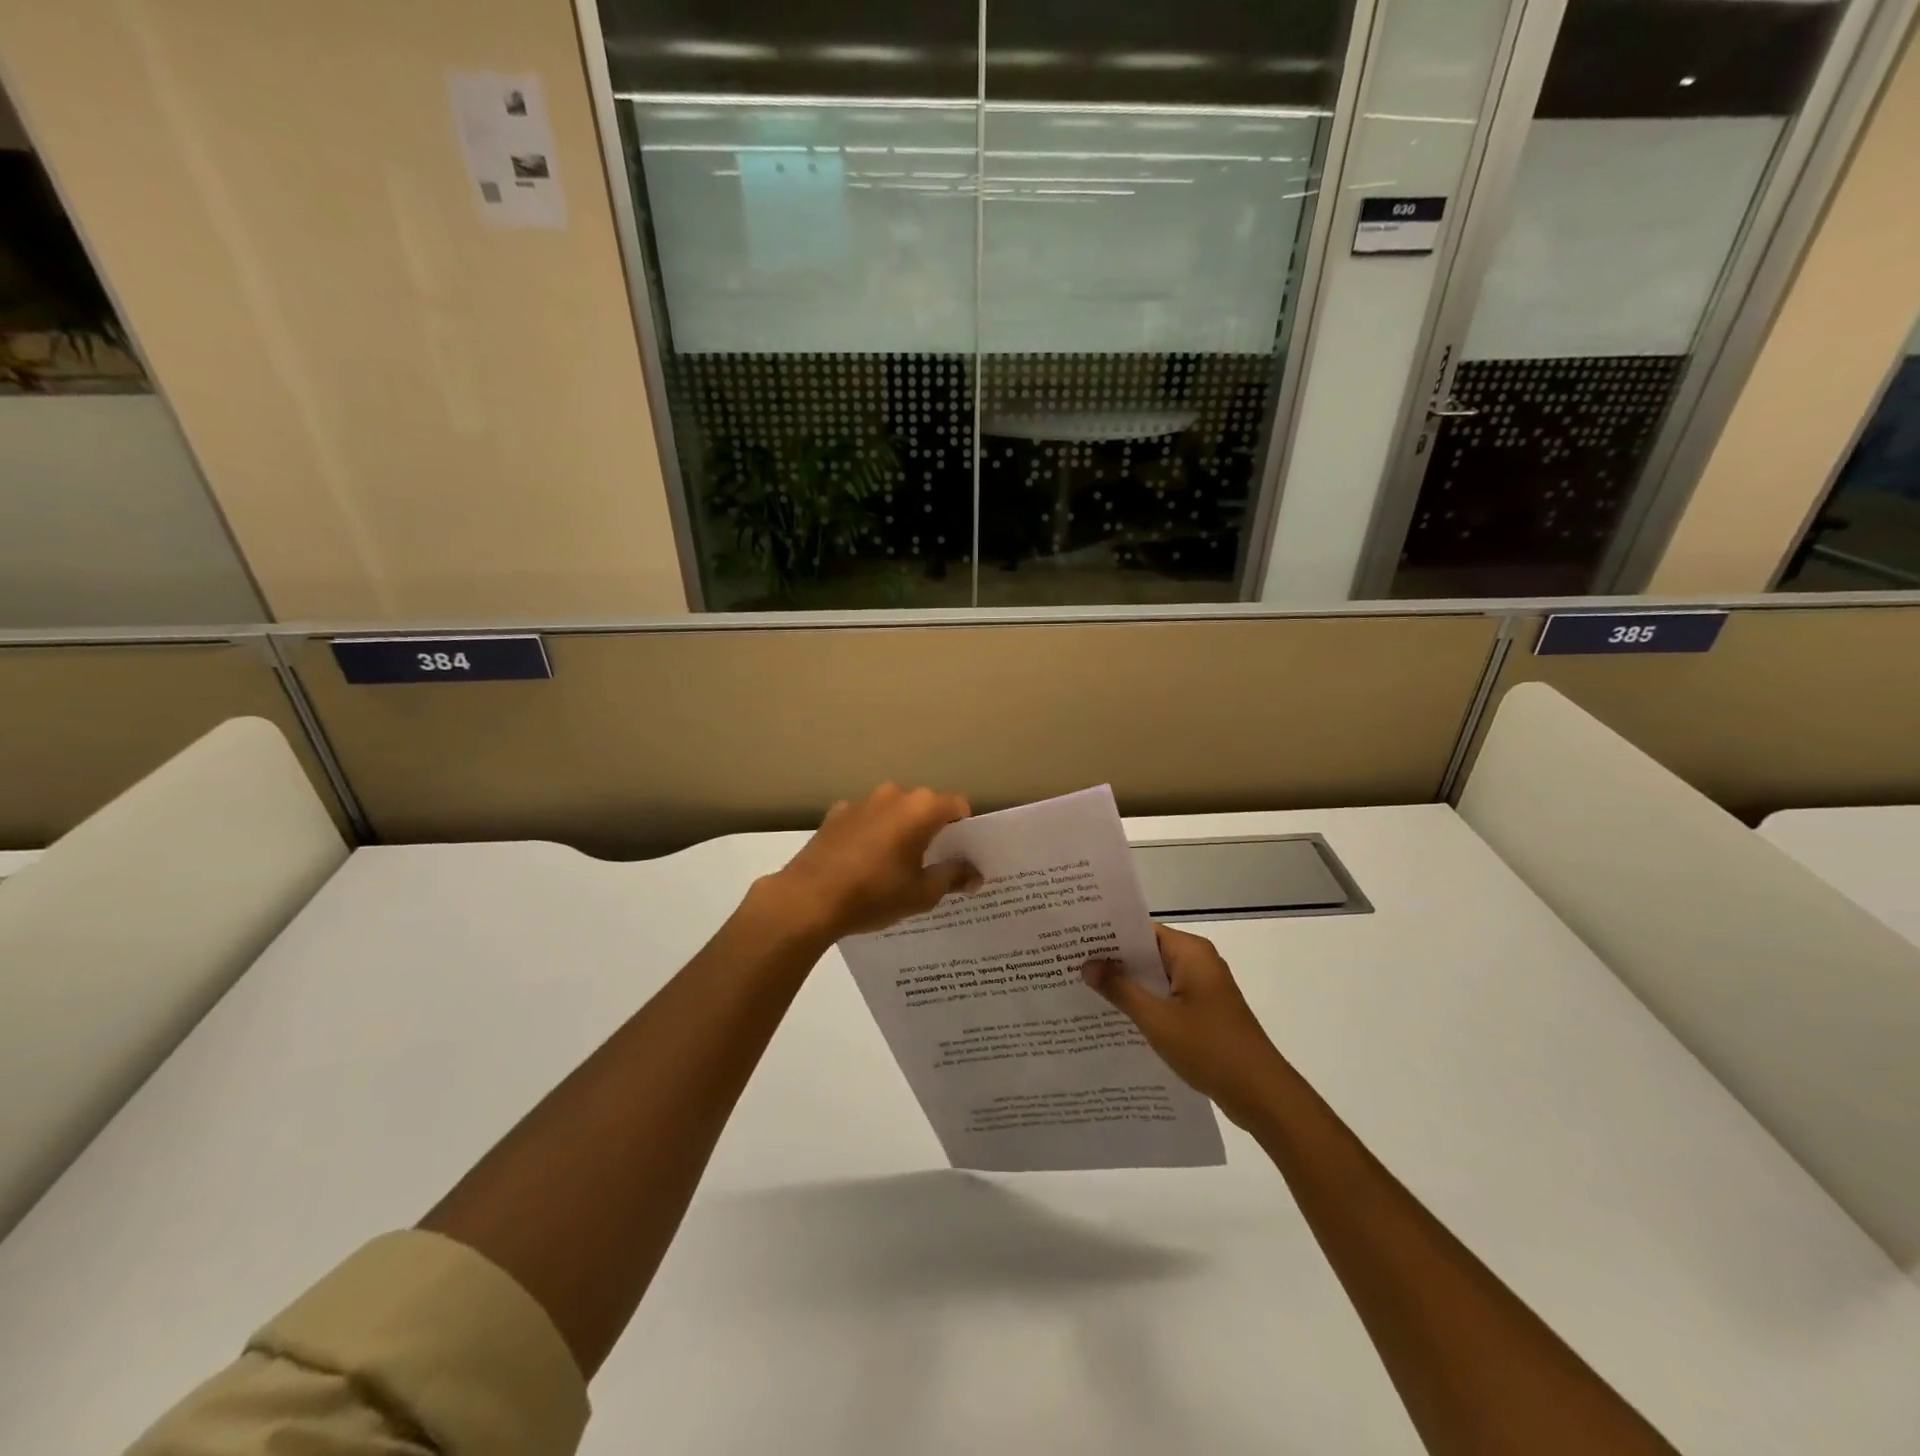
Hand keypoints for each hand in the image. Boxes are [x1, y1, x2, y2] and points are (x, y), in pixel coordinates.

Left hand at [766, 784, 980, 940]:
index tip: (960, 855)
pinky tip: (863, 862)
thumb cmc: (874, 894)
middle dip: (932, 829)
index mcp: (921, 808)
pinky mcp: (836, 813)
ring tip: (894, 865)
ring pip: (894, 810)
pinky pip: (866, 818)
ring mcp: (862, 801)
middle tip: (931, 864)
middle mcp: (893, 794)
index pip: (958, 806)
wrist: (808, 899)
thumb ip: (953, 877)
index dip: (964, 830)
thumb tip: (975, 874)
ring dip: (900, 829)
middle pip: (925, 806)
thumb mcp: (922, 893)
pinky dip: (872, 833)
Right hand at [1083, 923, 1286, 1128]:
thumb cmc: (1210, 1048)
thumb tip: (1087, 964)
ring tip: (1083, 988)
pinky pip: (1166, 997)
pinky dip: (1144, 1002)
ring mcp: (1202, 988)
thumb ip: (1121, 989)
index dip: (1108, 934)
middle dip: (1112, 960)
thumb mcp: (1157, 1019)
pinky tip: (1114, 1016)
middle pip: (1147, 952)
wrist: (1262, 1095)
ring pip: (1155, 977)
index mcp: (1190, 952)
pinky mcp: (1204, 1012)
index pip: (1141, 930)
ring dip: (1127, 984)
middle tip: (1069, 963)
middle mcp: (1198, 962)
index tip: (1074, 939)